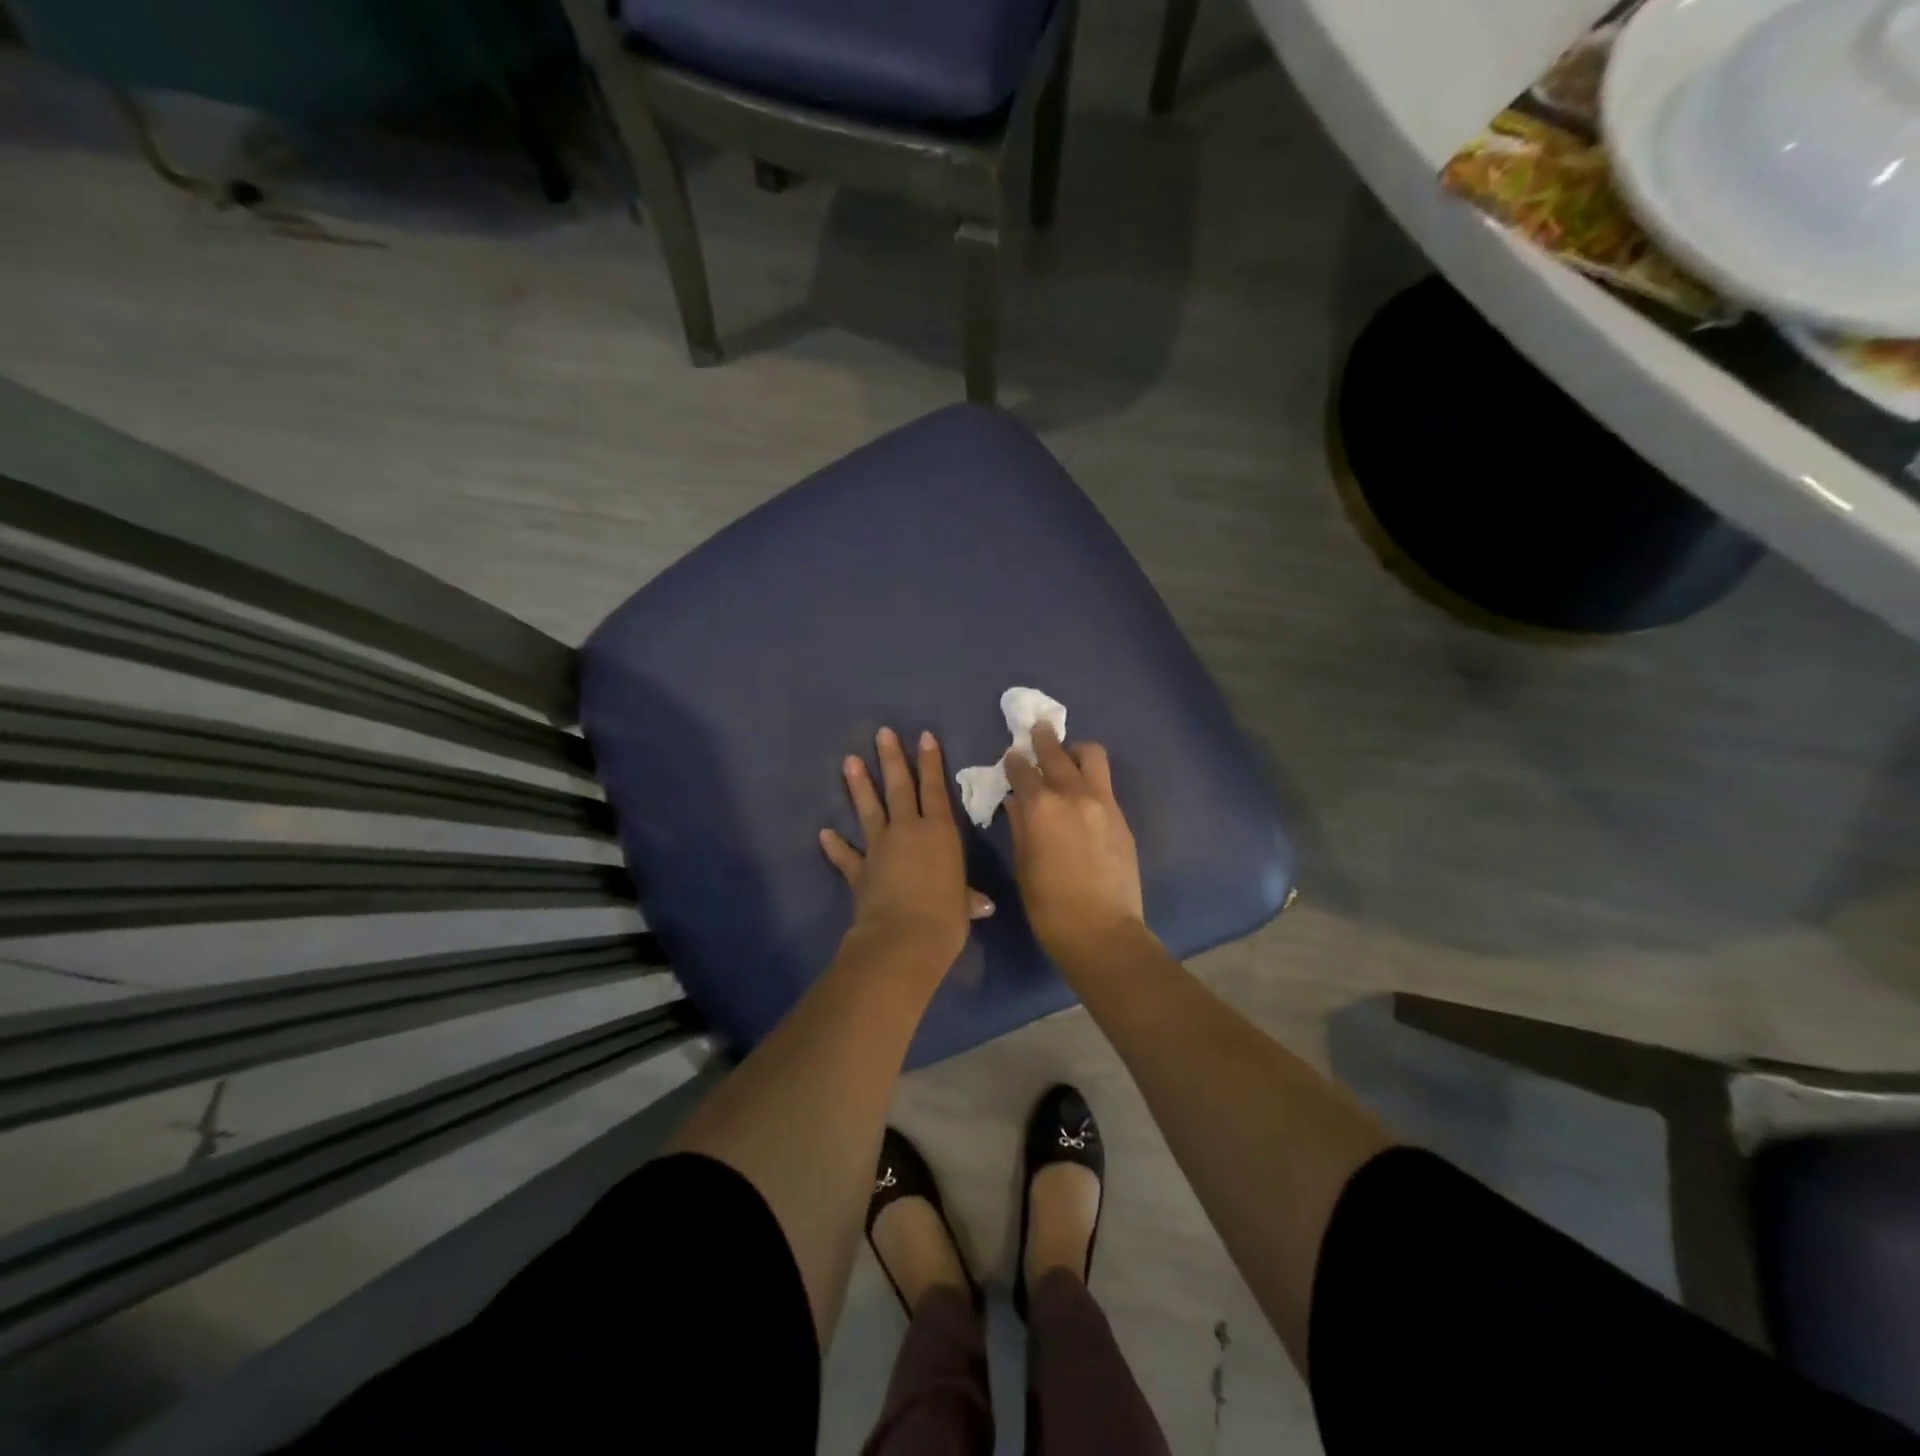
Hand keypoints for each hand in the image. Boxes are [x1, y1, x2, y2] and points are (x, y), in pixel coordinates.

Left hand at [821, 727, 991, 972]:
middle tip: (882, 733)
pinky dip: (835, 846)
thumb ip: (967, 898)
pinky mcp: (859, 870)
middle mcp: (908, 831)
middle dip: (891, 759)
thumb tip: (981, 905)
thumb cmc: (946, 917)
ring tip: (849, 761)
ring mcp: (879, 848)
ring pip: (869, 810)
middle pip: (899, 787)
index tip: (923, 736)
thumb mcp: (963, 905)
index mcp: (939, 832)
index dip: (930, 762)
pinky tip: (824, 834)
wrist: (904, 937)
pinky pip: (845, 855)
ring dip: (859, 786)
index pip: (935, 789)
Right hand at [1003, 722, 1145, 962]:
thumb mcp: (1023, 864)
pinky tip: (1082, 795)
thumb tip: (1017, 801)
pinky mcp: (1121, 817)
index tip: (1011, 757)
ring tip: (1067, 758)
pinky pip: (1105, 784)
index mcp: (1041, 806)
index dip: (1014, 762)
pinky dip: (1090, 779)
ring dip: (1075, 752)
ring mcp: (1103, 803)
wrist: (1101, 931)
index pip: (1023, 770)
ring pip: (1092, 756)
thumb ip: (1019, 825)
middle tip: (1037, 730)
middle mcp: (1073, 794)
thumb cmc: (1048, 905)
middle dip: (1043, 738)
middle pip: (1057, 752)